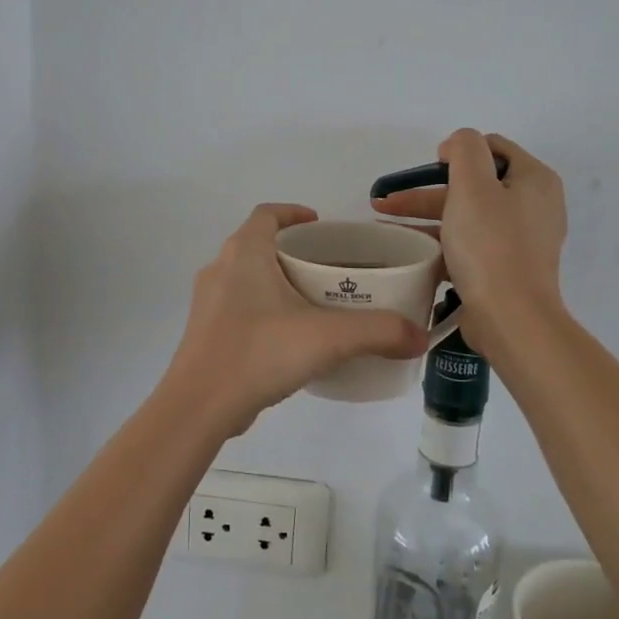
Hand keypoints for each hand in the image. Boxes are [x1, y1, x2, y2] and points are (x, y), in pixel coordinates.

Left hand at [167, 204, 431, 433]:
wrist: (199, 405)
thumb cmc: (260, 352)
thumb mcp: (328, 338)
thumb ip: (378, 332)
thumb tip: (419, 336)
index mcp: (244, 252)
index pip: (267, 214)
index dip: (293, 213)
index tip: (320, 225)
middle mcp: (220, 268)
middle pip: (257, 244)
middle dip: (291, 251)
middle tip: (327, 269)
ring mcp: (207, 301)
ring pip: (245, 277)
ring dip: (274, 281)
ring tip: (311, 302)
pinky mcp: (203, 332)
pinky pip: (237, 306)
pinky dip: (261, 309)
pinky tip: (286, 338)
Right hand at [371, 129, 567, 356]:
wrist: (511, 318)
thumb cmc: (491, 245)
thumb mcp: (473, 184)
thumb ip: (464, 149)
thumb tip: (457, 146)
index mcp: (534, 180)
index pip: (492, 147)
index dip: (457, 152)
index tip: (429, 168)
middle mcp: (533, 206)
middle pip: (474, 184)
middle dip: (427, 190)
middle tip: (388, 200)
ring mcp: (520, 240)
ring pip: (466, 215)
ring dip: (425, 216)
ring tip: (385, 223)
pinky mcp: (505, 268)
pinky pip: (468, 244)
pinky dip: (439, 242)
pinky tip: (408, 249)